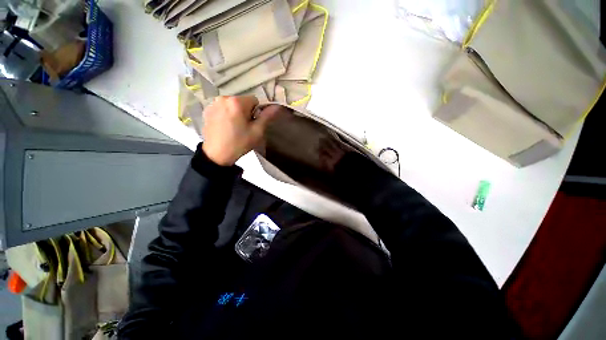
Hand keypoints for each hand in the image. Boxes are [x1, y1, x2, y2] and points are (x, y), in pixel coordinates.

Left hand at [202, 96, 278, 165]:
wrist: (217, 155)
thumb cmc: (239, 143)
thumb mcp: (257, 132)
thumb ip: (267, 117)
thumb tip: (276, 106)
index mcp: (236, 102)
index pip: (254, 100)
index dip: (256, 113)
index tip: (252, 124)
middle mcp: (223, 98)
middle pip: (242, 101)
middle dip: (246, 112)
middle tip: (244, 127)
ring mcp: (213, 104)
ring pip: (232, 105)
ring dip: (236, 113)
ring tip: (234, 128)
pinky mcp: (207, 110)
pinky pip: (223, 108)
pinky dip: (226, 114)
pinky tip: (225, 127)